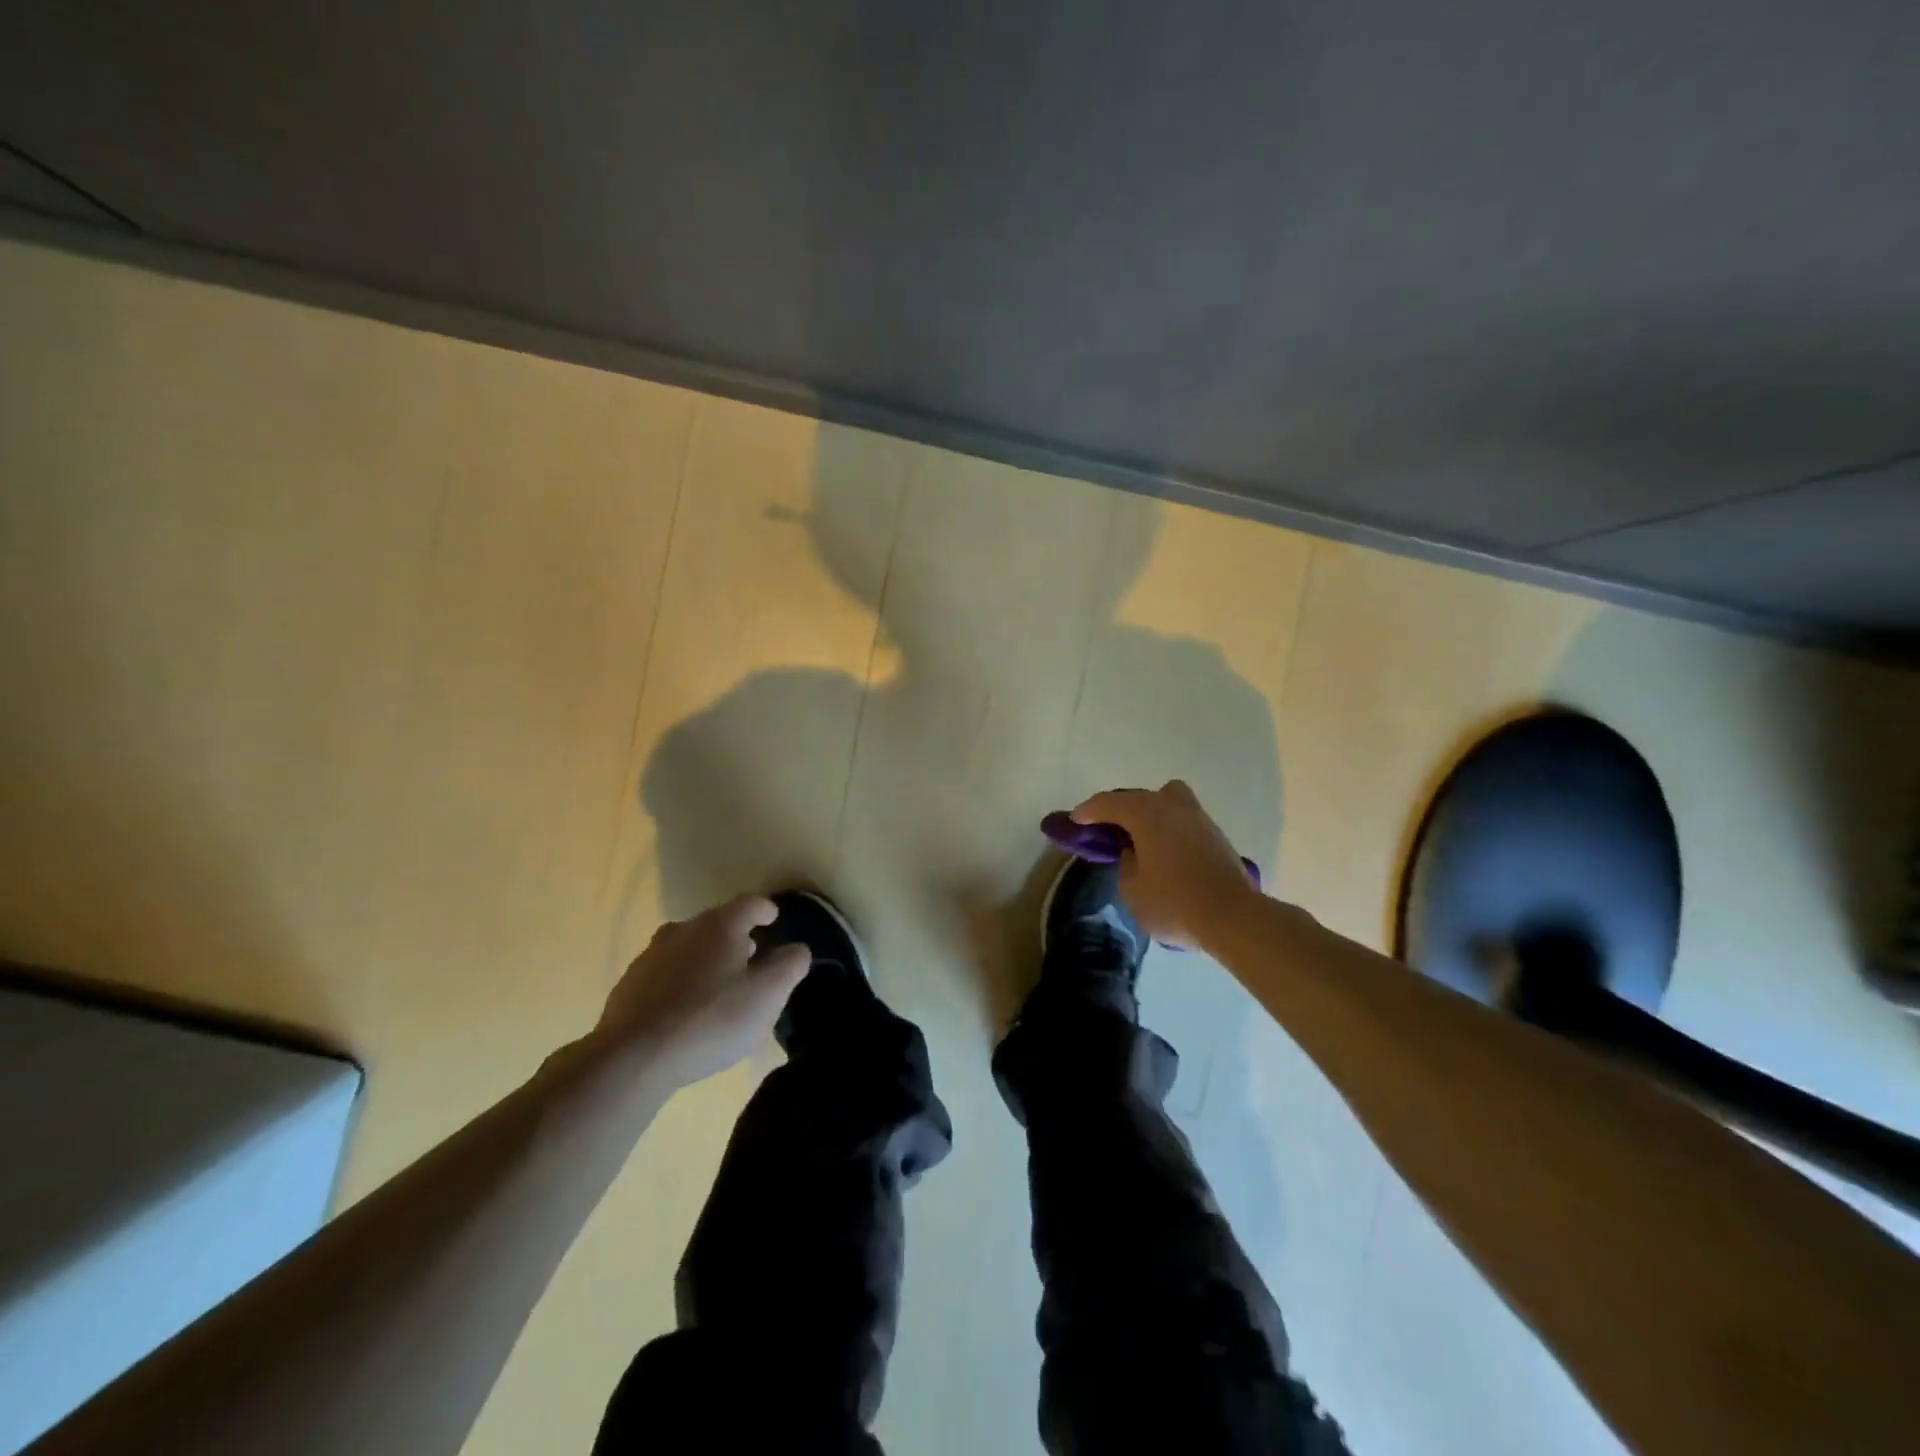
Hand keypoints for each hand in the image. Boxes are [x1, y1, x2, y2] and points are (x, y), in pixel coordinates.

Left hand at [595, 895, 810, 1089]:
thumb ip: (789, 966)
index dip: (766, 910)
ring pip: (688, 946)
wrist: (634, 1057)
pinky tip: (684, 1009)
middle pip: (717, 923)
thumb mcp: (767, 995)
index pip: (750, 904)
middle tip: (751, 957)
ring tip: (718, 984)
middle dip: (737, 936)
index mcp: (721, 926)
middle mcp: (684, 929)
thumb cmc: (712, 1019)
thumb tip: (796, 949)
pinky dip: (680, 981)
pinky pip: (665, 972)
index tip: (774, 919)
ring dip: (706, 957)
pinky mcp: (629, 985)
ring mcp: (651, 956)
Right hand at [1073, 780, 1260, 947]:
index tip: (1076, 820)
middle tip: (1106, 828)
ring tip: (1138, 839)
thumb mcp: (1132, 890)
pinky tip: (1163, 851)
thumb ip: (1126, 865)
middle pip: (1139, 796)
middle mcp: (1172, 805)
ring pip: (1167, 802)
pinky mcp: (1216, 835)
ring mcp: (1198, 818)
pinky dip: (1168, 828)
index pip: (1109, 803)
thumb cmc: (1174, 902)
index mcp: (1146, 813)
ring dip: (1149, 814)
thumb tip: (1136, 855)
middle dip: (1120, 809)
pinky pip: (1182, 820)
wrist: (1233, 917)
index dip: (1088, 811)